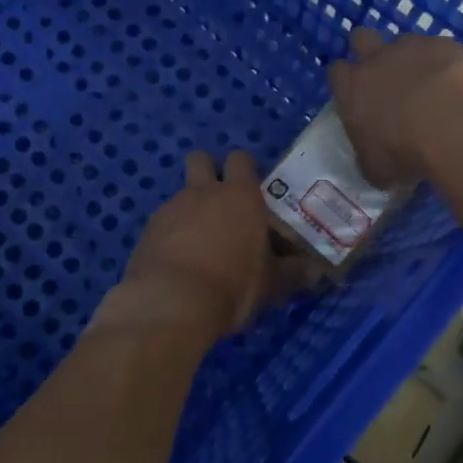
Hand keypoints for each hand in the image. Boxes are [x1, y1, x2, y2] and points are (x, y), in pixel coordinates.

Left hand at [114, 150, 301, 341]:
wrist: (171, 304)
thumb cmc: (232, 285)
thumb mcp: (271, 284)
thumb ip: (292, 274)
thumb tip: (315, 272)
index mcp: (239, 195)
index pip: (241, 159)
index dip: (245, 169)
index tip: (252, 188)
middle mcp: (203, 192)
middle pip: (201, 159)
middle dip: (208, 171)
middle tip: (220, 201)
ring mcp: (171, 208)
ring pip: (181, 194)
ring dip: (190, 209)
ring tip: (199, 243)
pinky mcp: (147, 231)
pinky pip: (162, 222)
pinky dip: (170, 234)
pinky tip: (177, 262)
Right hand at [327, 28, 462, 186]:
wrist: (453, 123)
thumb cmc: (402, 150)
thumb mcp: (377, 168)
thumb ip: (370, 159)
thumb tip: (374, 165)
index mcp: (352, 87)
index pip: (336, 72)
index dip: (346, 81)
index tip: (357, 96)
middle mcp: (377, 59)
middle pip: (362, 38)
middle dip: (370, 51)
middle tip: (386, 77)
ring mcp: (414, 46)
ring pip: (406, 42)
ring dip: (413, 59)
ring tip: (431, 86)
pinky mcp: (448, 44)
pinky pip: (444, 50)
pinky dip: (448, 65)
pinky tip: (460, 86)